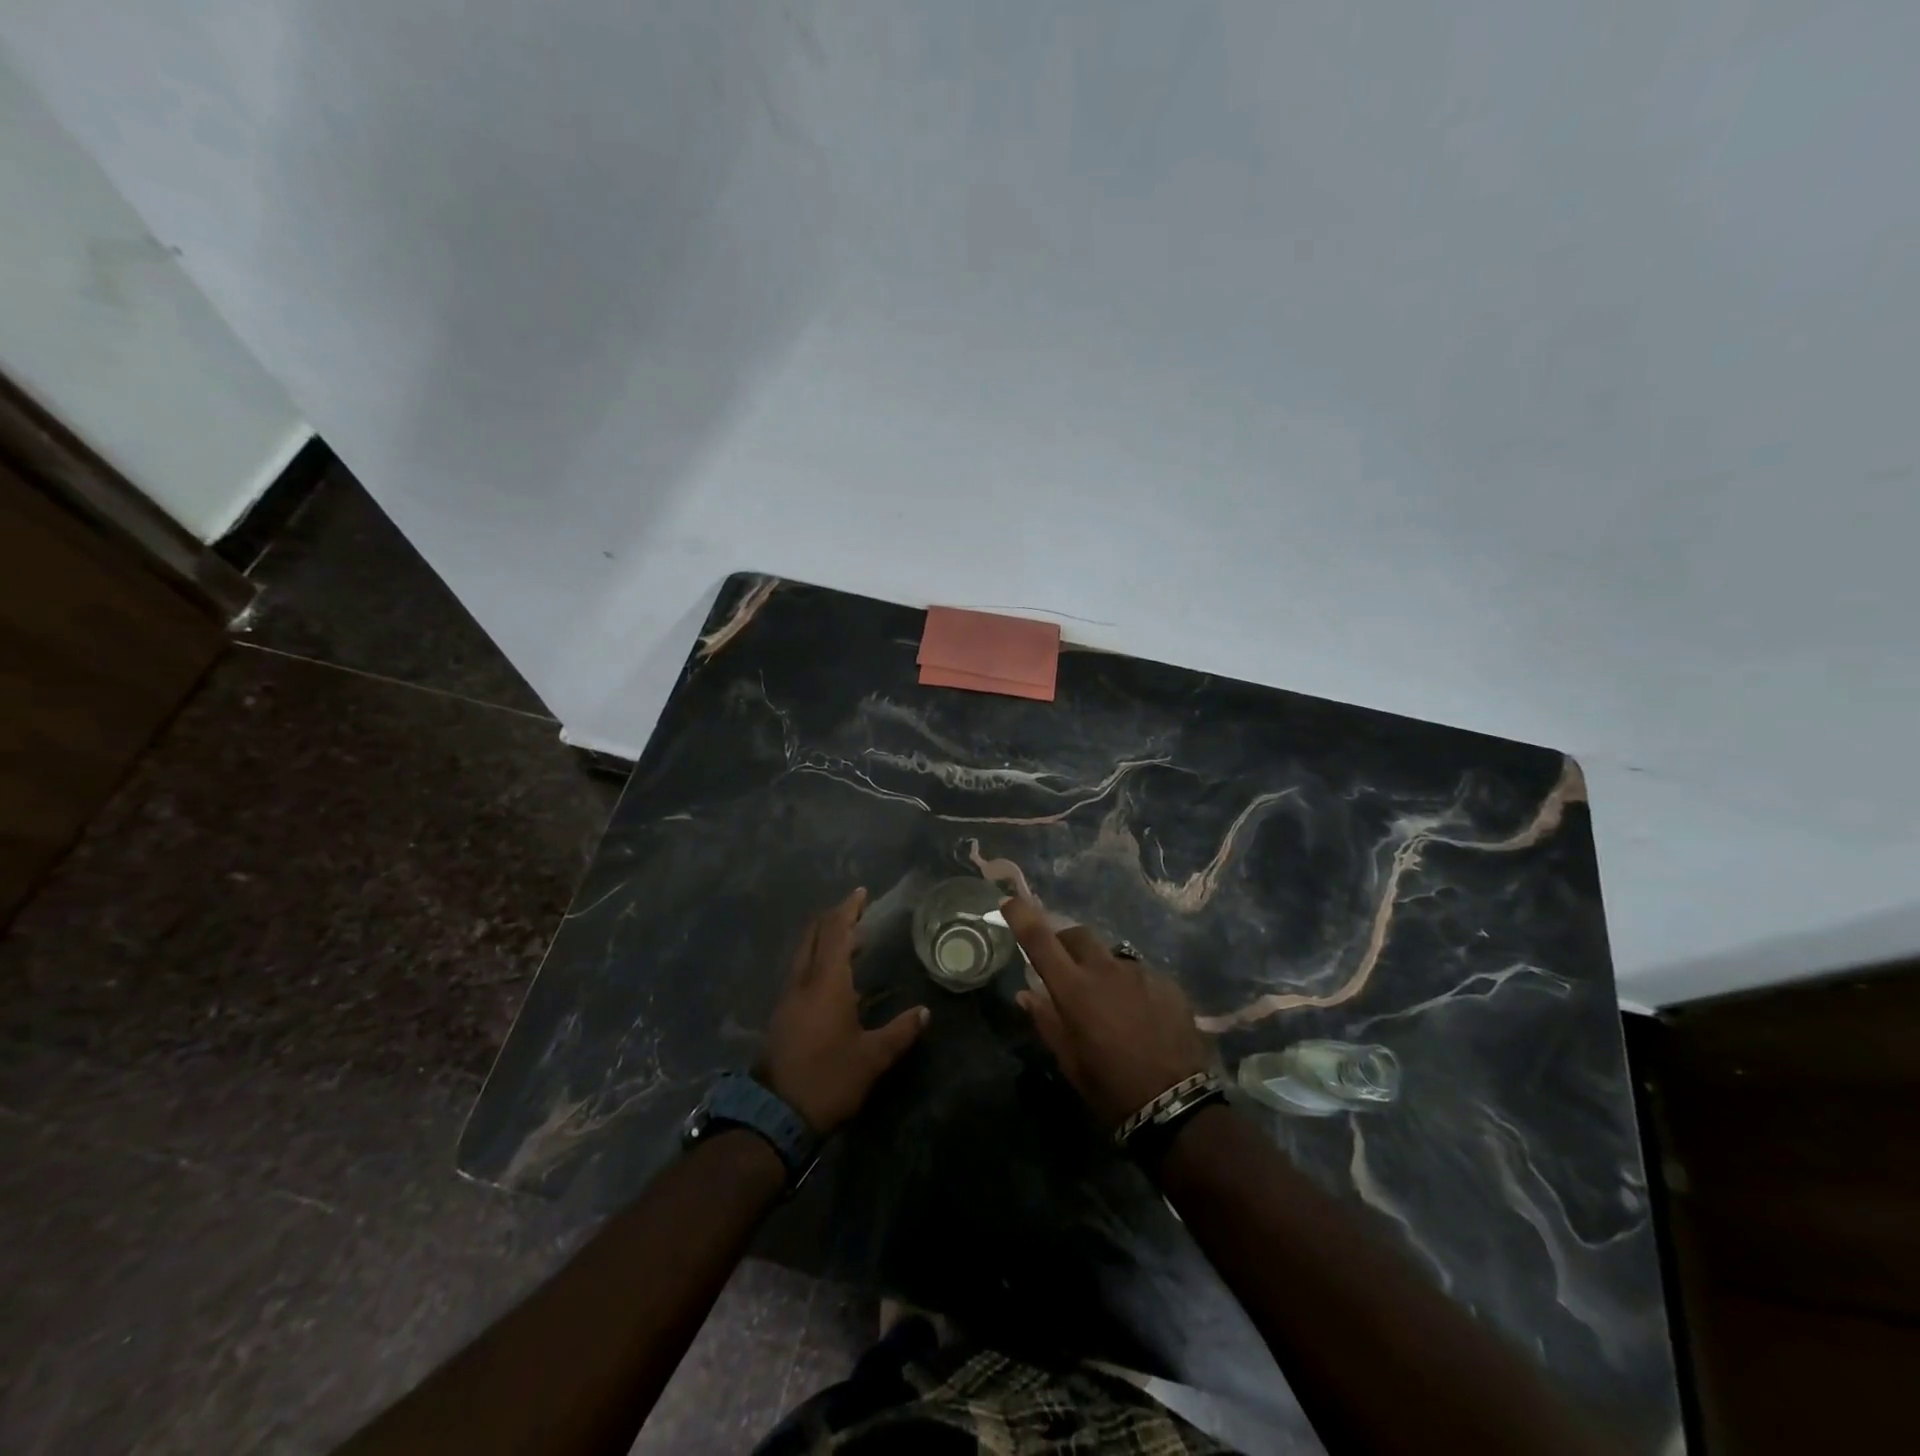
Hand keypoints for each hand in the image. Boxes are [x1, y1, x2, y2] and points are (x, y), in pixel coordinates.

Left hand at [757, 888, 929, 1133]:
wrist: (776, 1115)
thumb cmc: (829, 1078)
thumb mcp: (872, 1057)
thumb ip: (899, 1032)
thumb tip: (924, 1012)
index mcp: (826, 982)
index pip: (836, 932)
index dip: (848, 910)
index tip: (861, 894)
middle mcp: (803, 981)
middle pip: (814, 936)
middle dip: (833, 919)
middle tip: (857, 912)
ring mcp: (788, 998)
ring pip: (804, 953)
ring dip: (825, 939)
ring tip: (852, 940)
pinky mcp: (782, 1015)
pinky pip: (801, 971)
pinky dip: (818, 959)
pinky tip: (834, 976)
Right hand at [1004, 895, 1213, 1130]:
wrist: (1176, 1105)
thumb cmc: (1110, 1088)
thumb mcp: (1069, 1061)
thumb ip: (1046, 1020)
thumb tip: (1026, 994)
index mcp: (1074, 989)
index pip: (1040, 939)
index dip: (1022, 915)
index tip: (1009, 900)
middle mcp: (1105, 969)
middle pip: (1077, 935)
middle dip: (1064, 942)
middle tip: (1062, 966)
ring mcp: (1140, 973)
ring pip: (1110, 955)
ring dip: (1098, 967)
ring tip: (1106, 1001)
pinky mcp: (1167, 983)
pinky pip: (1138, 973)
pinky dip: (1128, 985)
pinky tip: (1136, 1013)